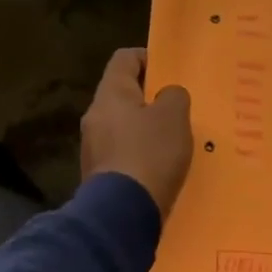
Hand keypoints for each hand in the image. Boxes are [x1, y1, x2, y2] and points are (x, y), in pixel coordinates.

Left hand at [80, 48, 193, 220]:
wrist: (121, 213)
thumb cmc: (149, 153)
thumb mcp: (174, 116)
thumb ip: (174, 96)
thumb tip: (166, 96)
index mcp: (111, 93)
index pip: (125, 58)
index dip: (148, 58)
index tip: (171, 71)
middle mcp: (95, 115)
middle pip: (123, 93)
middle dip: (150, 97)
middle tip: (178, 107)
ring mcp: (93, 146)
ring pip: (123, 124)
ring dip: (146, 127)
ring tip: (173, 139)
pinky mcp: (99, 173)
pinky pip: (122, 152)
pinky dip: (140, 153)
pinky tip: (160, 166)